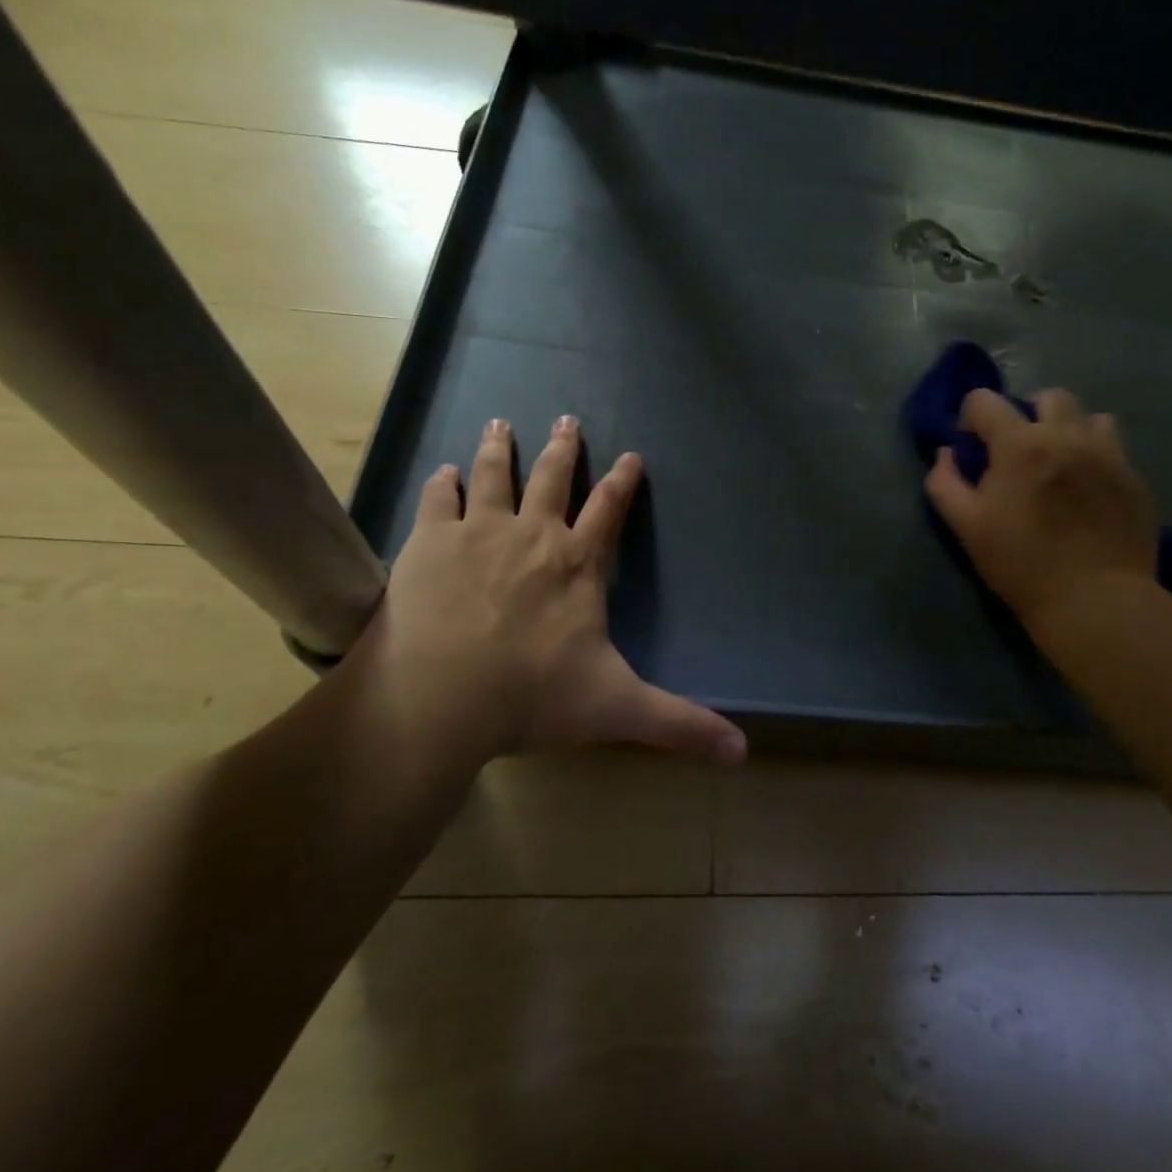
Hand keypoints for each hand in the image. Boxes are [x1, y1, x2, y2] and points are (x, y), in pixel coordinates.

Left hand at [342, 415, 746, 765]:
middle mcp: (532, 535)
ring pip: (494, 475)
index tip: (630, 455)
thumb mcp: (618, 709)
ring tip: (500, 423)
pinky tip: (443, 472)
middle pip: (552, 478)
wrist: (439, 699)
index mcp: (578, 564)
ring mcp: (478, 532)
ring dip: (500, 448)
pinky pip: (439, 500)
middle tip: (566, 419)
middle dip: (563, 448)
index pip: (610, 509)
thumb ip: (680, 725)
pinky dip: (444, 483)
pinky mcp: (429, 543)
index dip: (623, 481)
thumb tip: (742, 752)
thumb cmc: (532, 698)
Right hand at [924, 388, 1158, 636]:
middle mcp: (1067, 435)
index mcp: (1020, 444)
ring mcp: (1107, 453)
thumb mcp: (966, 526)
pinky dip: (1095, 456)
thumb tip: (946, 454)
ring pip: (1088, 416)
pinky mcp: (1134, 477)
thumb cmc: (1021, 563)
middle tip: (1019, 453)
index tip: (972, 447)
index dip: (970, 418)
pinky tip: (1087, 490)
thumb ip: (945, 482)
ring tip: (1060, 464)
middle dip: (1026, 414)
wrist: (1095, 600)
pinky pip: (1114, 447)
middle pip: (1047, 396)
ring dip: (1068, 430)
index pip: (985, 400)